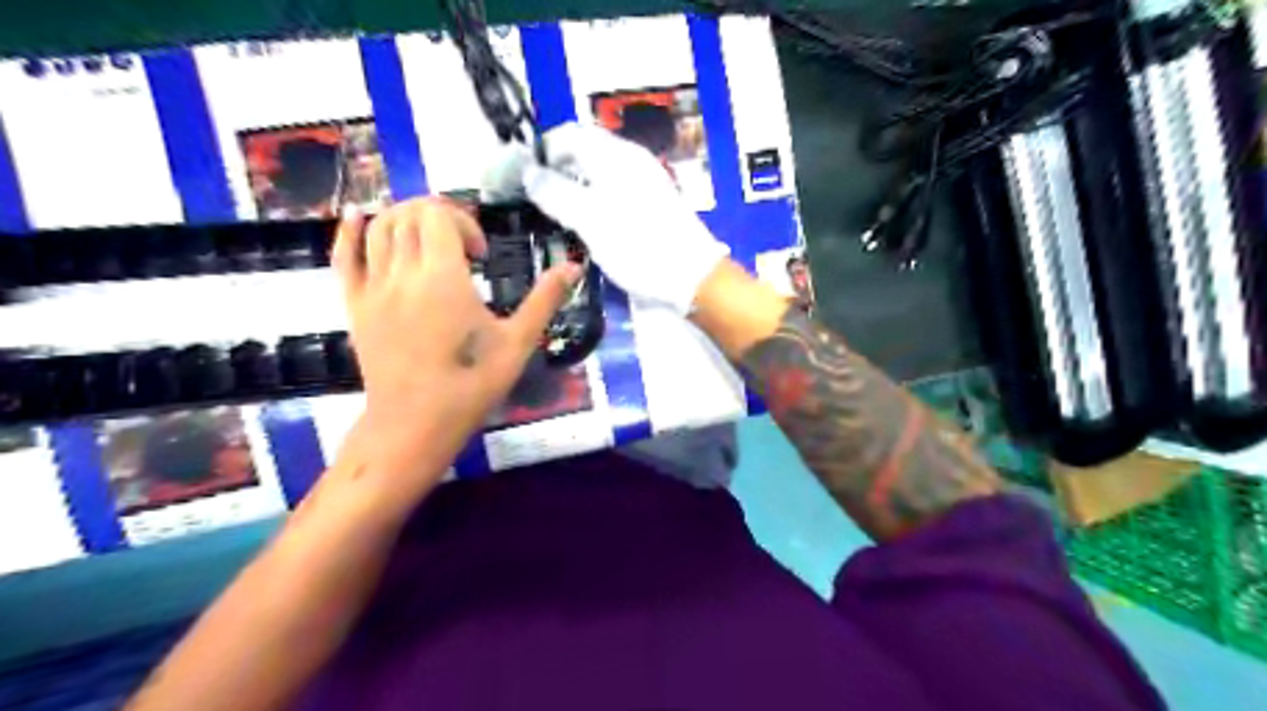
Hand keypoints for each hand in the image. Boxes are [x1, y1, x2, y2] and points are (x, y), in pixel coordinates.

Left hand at [330, 197, 577, 467]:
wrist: (415, 423)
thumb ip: (545, 300)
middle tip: (460, 246)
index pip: (439, 216)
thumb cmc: (472, 384)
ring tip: (428, 241)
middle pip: (409, 214)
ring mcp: (373, 288)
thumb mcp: (517, 342)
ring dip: (404, 219)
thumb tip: (574, 267)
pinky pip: (344, 257)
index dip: (464, 222)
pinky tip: (359, 218)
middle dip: (438, 216)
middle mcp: (402, 273)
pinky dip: (350, 231)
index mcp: (442, 277)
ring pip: (378, 227)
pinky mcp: (354, 305)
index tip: (481, 256)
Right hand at [480, 123, 728, 314]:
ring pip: (597, 173)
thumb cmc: (639, 246)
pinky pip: (611, 191)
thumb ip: (555, 193)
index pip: (568, 134)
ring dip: (573, 187)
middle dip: (555, 170)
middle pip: (583, 152)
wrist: (692, 276)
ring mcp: (643, 182)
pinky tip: (586, 224)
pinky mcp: (650, 204)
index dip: (541, 151)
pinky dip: (592, 200)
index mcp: (616, 156)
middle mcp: (630, 161)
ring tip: (555, 214)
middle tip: (535, 199)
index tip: (520, 177)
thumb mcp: (590, 220)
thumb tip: (528, 172)